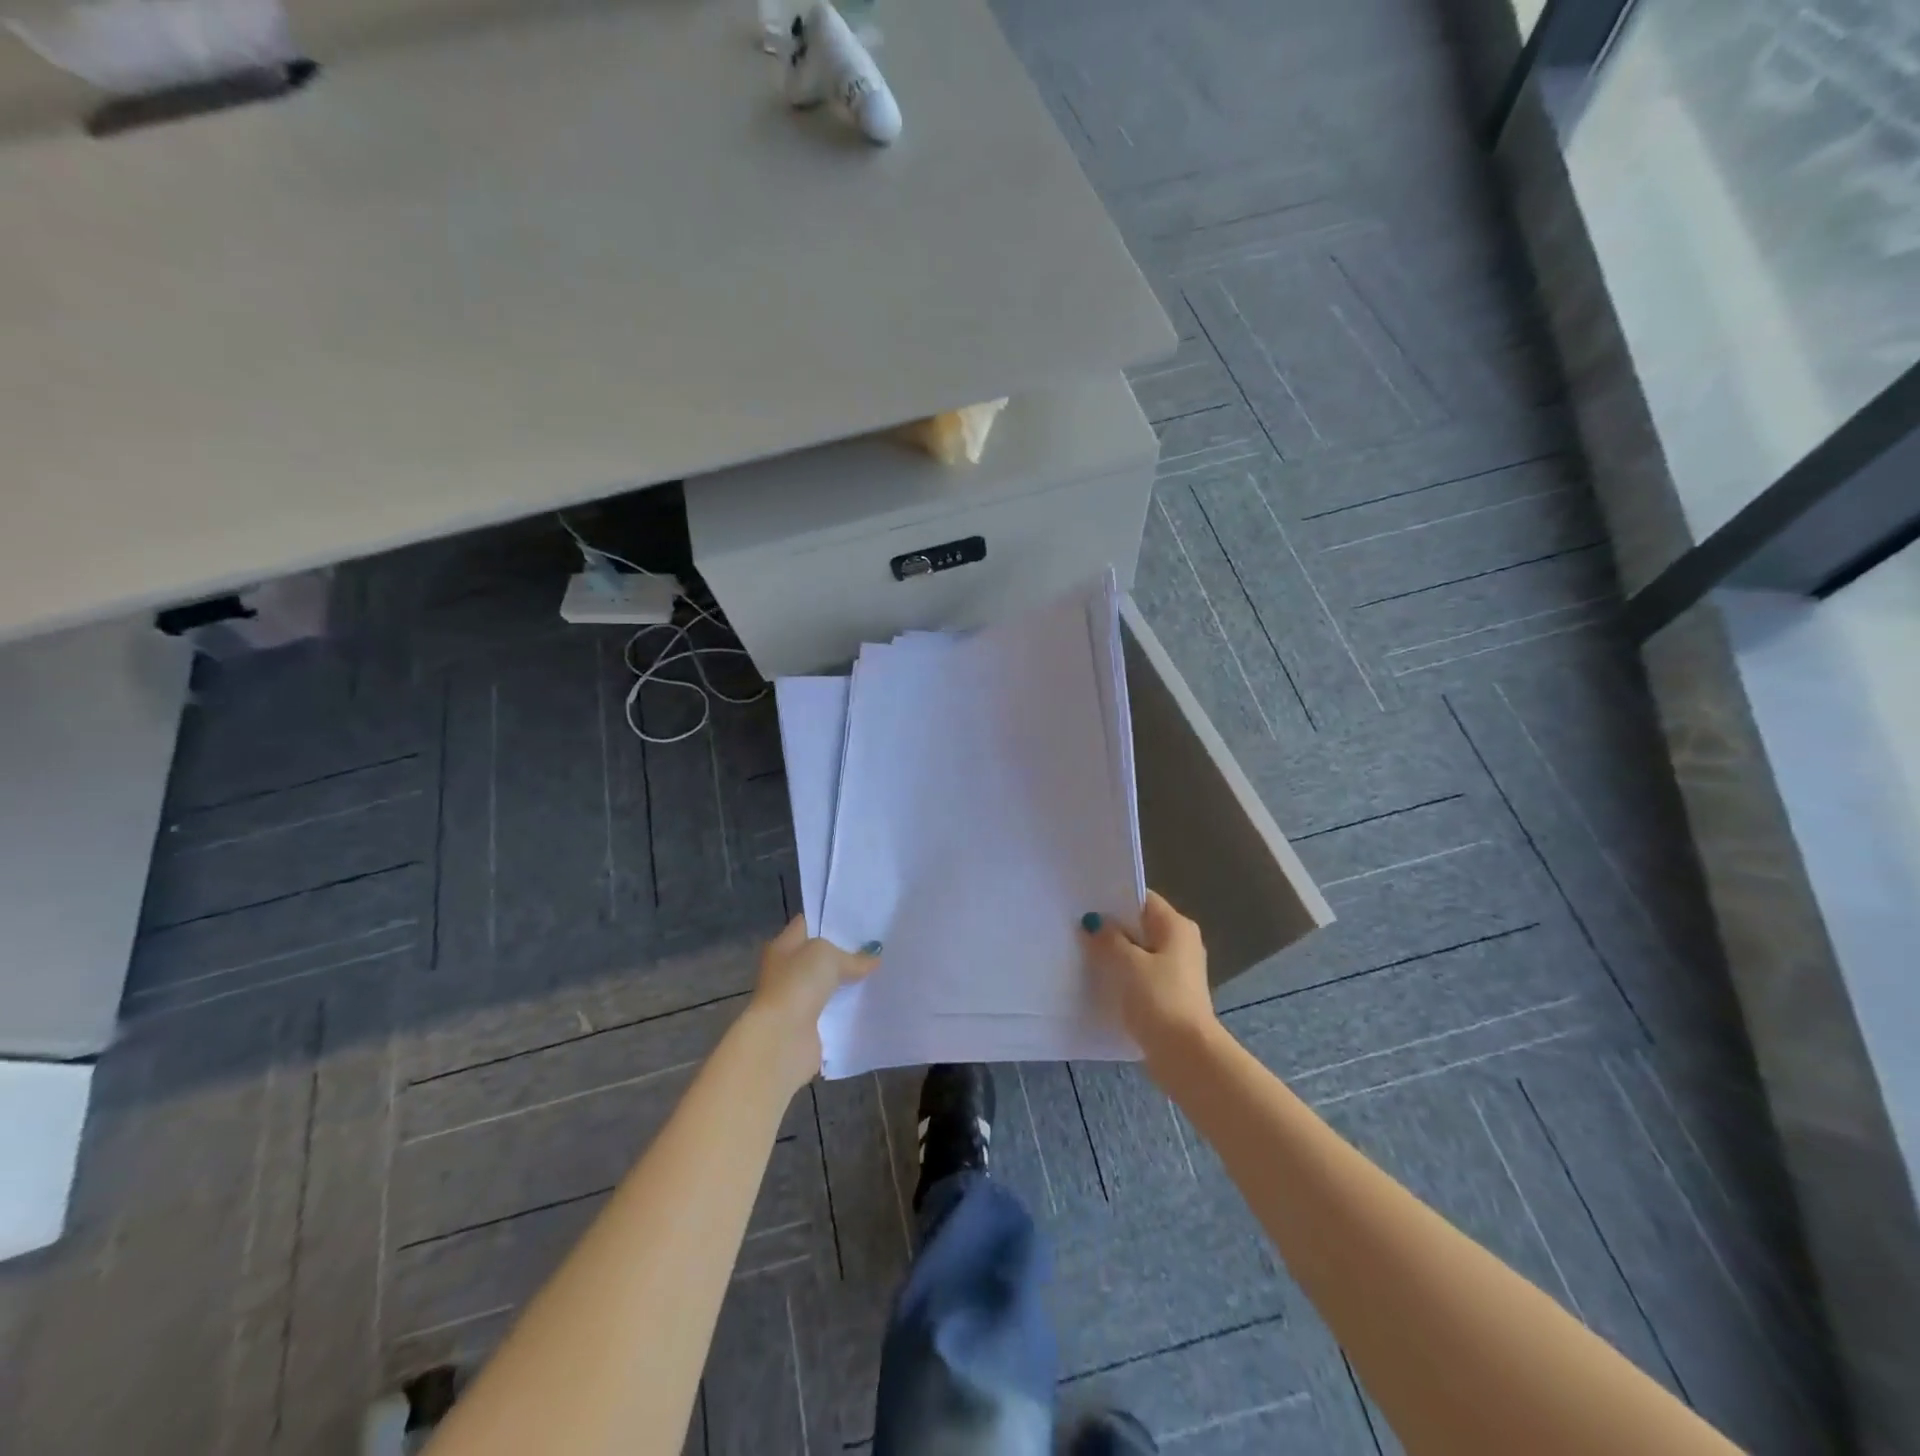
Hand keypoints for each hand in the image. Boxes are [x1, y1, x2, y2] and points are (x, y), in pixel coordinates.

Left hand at [745, 917, 879, 1092]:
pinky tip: (869, 998)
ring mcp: (796, 998)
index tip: (859, 919)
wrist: (783, 1037)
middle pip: (818, 955)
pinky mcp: (807, 1024)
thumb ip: (852, 956)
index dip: (830, 919)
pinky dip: (846, 1006)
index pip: (807, 924)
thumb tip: (873, 959)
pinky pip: (832, 1008)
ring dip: (846, 981)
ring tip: (879, 970)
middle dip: (844, 951)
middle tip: (876, 945)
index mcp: (782, 946)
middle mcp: (785, 970)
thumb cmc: (798, 983)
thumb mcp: (828, 955)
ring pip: (827, 983)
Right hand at [1081, 891, 1217, 1056]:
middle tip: (1076, 928)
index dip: (1113, 898)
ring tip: (1081, 954)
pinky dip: (1123, 977)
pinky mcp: (1170, 996)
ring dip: (1115, 955)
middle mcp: (1181, 943)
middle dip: (1111, 928)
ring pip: (1139, 953)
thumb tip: (1093, 922)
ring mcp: (1177, 972)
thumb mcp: (1127, 963)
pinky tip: (1099, 983)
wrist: (1186, 1055)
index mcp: (1176, 926)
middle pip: (1140, 926)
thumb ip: (1108, 938)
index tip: (1084, 903)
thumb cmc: (1159, 999)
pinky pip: (1141, 977)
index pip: (1142, 899)